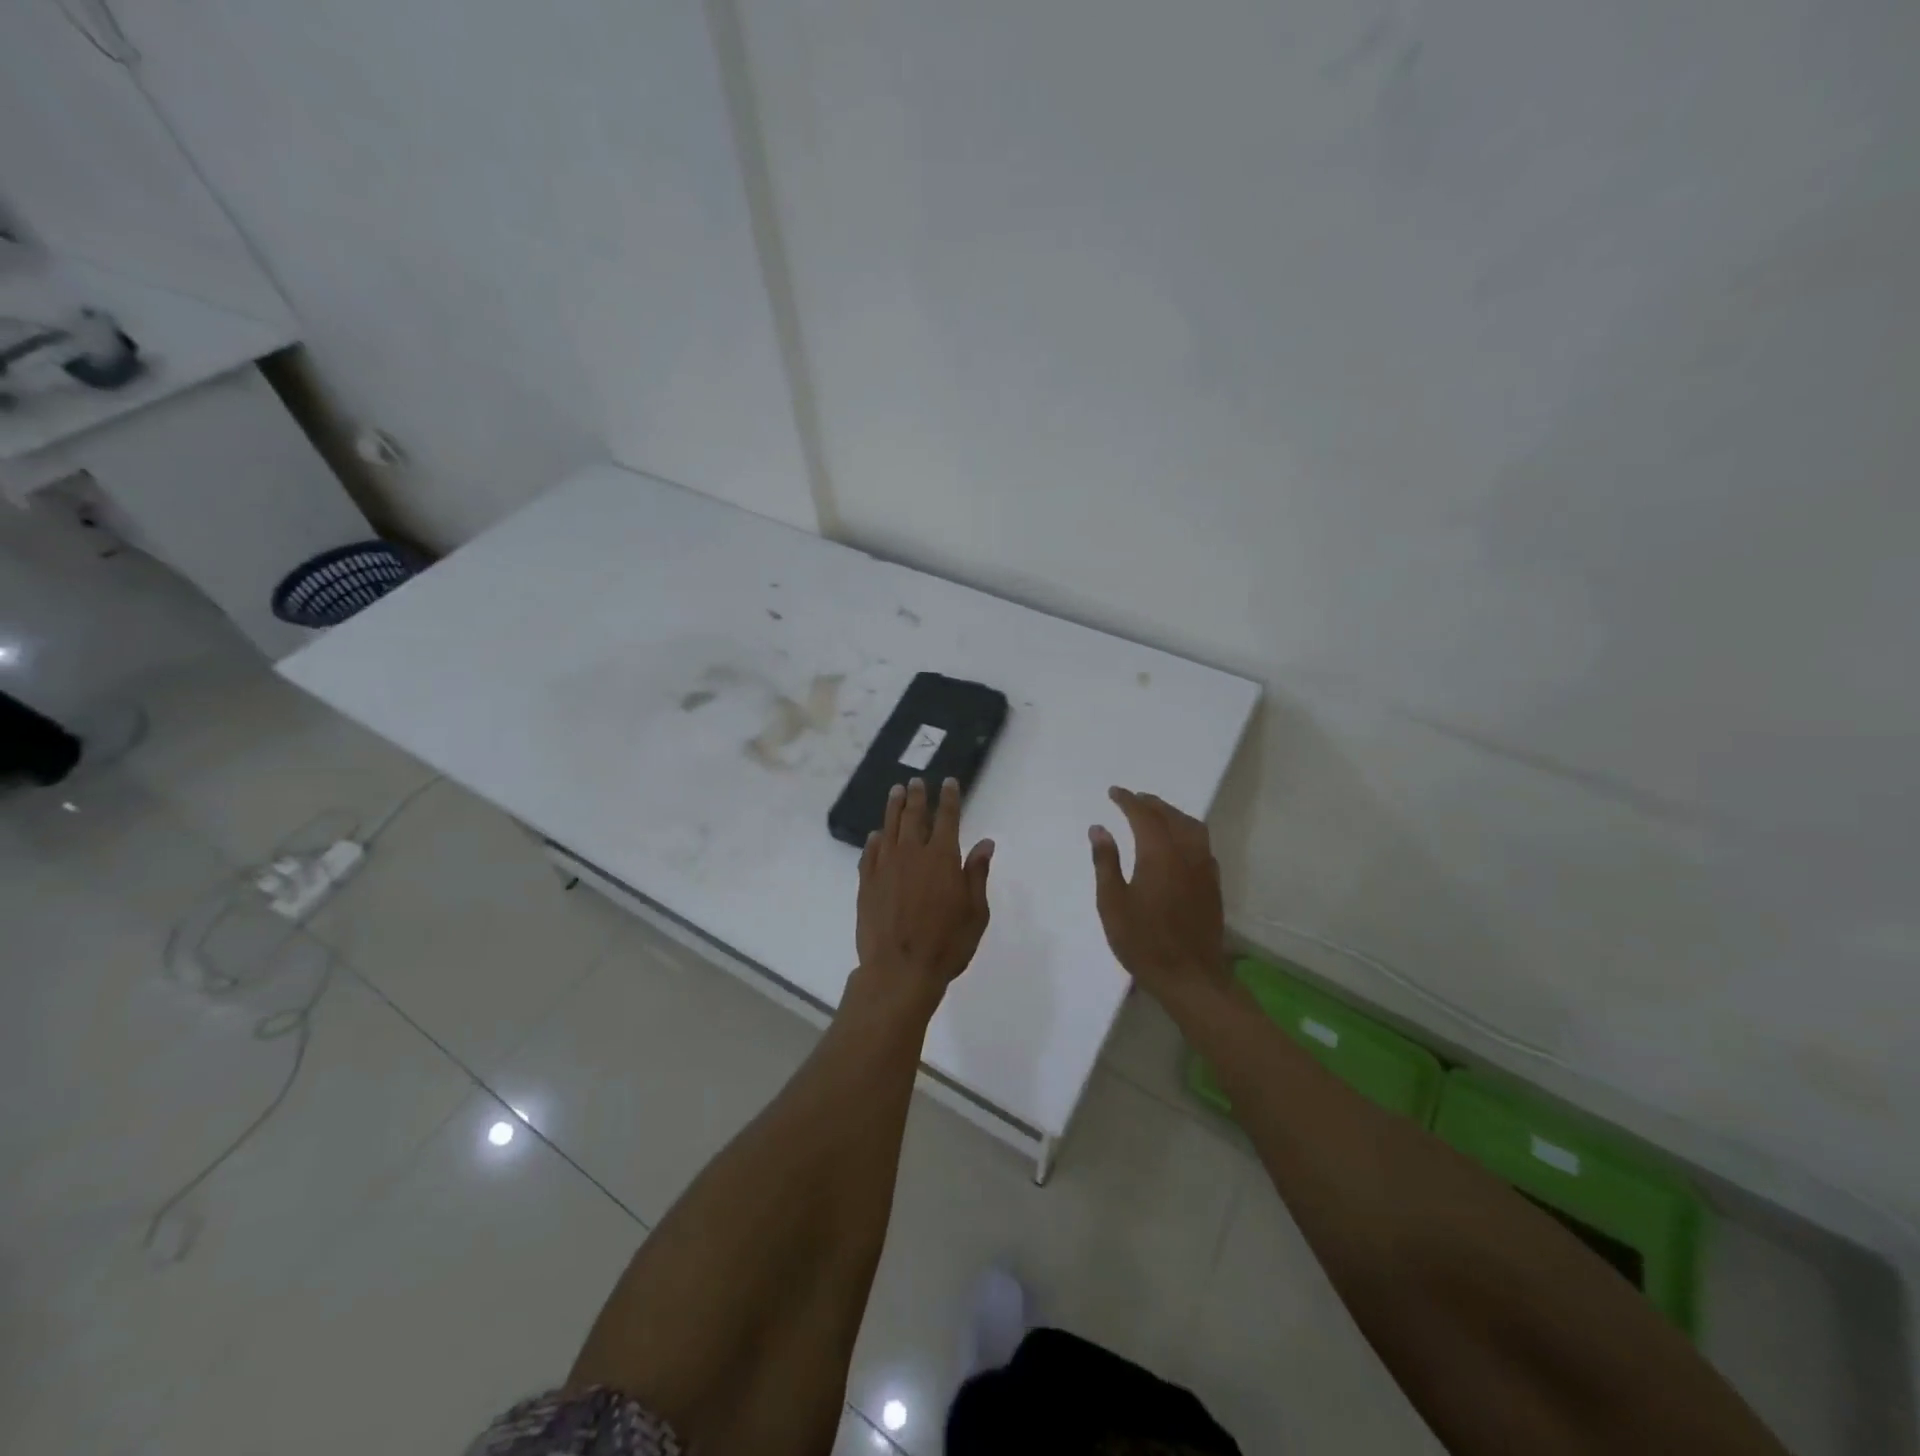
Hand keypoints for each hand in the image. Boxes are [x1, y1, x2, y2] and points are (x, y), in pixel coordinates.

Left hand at [854, 777, 993, 1010]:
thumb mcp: (975, 912)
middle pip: (914, 816)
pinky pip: (870, 853)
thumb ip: (977, 874)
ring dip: (894, 808)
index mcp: (942, 858)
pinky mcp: (867, 883)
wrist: (899, 971)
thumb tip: (985, 843)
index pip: (947, 818)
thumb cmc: (946, 944)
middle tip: (915, 782)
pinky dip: (874, 840)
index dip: (949, 798)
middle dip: (917, 796)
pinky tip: (876, 835)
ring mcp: (886, 867)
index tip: (949, 782)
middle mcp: (912, 854)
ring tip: (895, 793)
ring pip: (889, 828)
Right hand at [1089, 786, 1227, 1002]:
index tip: (1114, 792)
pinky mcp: (1213, 885)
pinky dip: (1187, 833)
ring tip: (1156, 814)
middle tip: (1133, 799)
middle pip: (1171, 816)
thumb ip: (1106, 862)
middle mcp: (1186, 854)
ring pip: (1192, 828)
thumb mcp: (1112, 903)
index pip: (1144, 816)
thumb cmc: (1143, 941)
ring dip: (1173, 815)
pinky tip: (1178, 843)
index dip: (1128, 801)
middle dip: (1151, 804)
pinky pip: (1202, 845)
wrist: (1191, 977)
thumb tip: (1099, 829)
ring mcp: (1204, 869)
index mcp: (1159, 854)